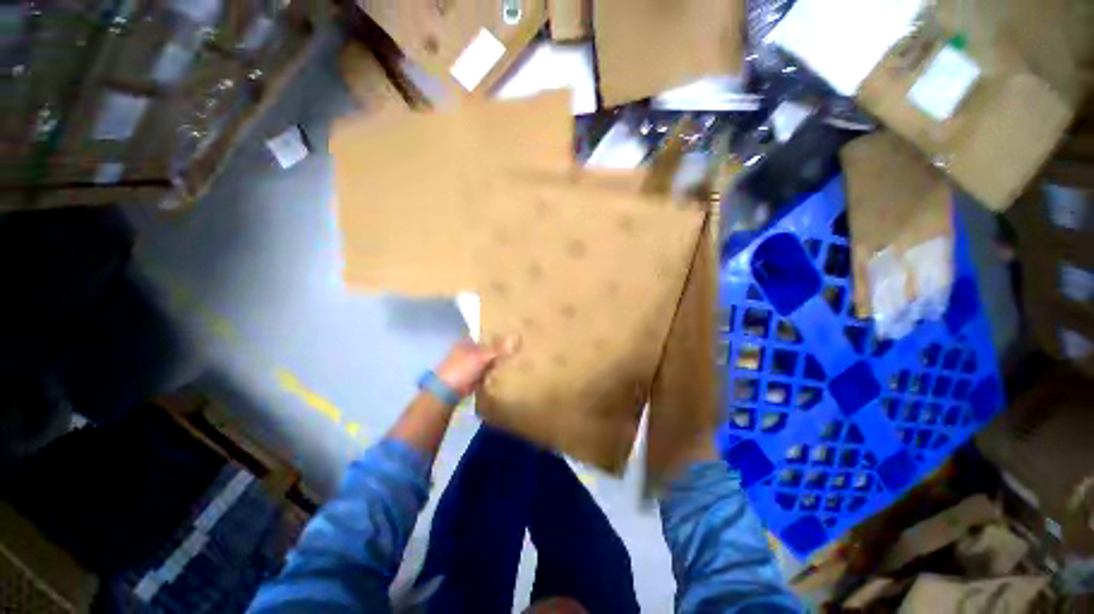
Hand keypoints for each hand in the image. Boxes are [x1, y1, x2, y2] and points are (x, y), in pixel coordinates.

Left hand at [435, 335, 519, 397]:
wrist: (448, 391)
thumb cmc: (461, 368)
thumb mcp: (481, 356)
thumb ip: (499, 348)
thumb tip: (517, 336)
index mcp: (468, 341)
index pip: (486, 334)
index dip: (498, 333)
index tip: (513, 332)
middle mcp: (470, 351)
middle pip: (489, 347)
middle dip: (501, 348)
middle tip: (520, 345)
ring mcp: (472, 364)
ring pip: (490, 360)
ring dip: (500, 360)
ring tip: (518, 356)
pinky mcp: (475, 376)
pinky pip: (489, 371)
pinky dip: (496, 371)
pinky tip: (508, 370)